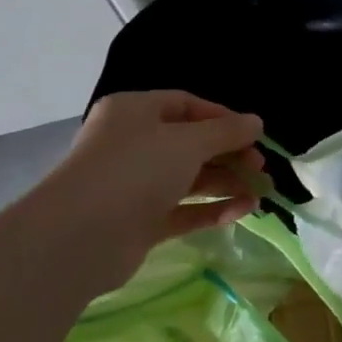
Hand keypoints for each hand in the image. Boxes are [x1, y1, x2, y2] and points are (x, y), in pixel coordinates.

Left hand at [33, 91, 265, 292]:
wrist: (81, 235)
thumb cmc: (136, 170)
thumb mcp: (189, 142)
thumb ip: (227, 131)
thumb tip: (256, 122)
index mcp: (135, 112)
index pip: (186, 105)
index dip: (224, 118)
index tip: (255, 135)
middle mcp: (133, 144)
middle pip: (192, 144)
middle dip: (230, 154)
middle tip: (260, 168)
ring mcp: (136, 185)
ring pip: (191, 178)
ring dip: (227, 184)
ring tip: (260, 194)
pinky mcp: (141, 220)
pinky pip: (184, 209)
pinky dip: (213, 209)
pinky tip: (243, 211)